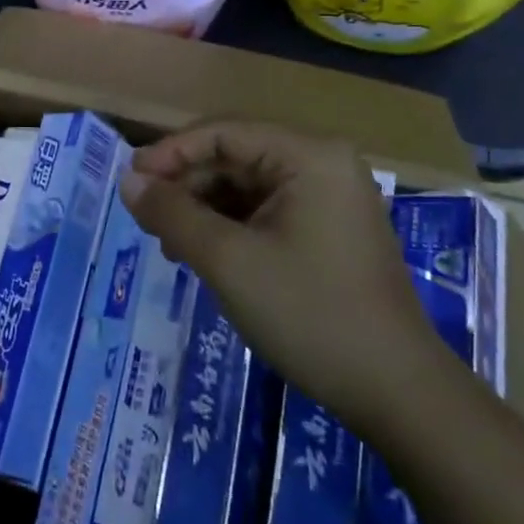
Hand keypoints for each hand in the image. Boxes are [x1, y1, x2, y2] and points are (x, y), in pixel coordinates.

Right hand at [121, 121, 446, 427]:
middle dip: (186, 186)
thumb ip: (172, 213)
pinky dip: (229, 227)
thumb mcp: (228, 261)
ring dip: (203, 209)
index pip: (222, 132)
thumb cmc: (309, 313)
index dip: (170, 152)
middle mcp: (322, 164)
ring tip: (171, 244)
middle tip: (147, 220)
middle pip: (234, 156)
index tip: (131, 182)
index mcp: (308, 156)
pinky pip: (265, 211)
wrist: (396, 391)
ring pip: (245, 186)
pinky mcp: (328, 230)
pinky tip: (203, 255)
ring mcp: (329, 198)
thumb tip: (127, 181)